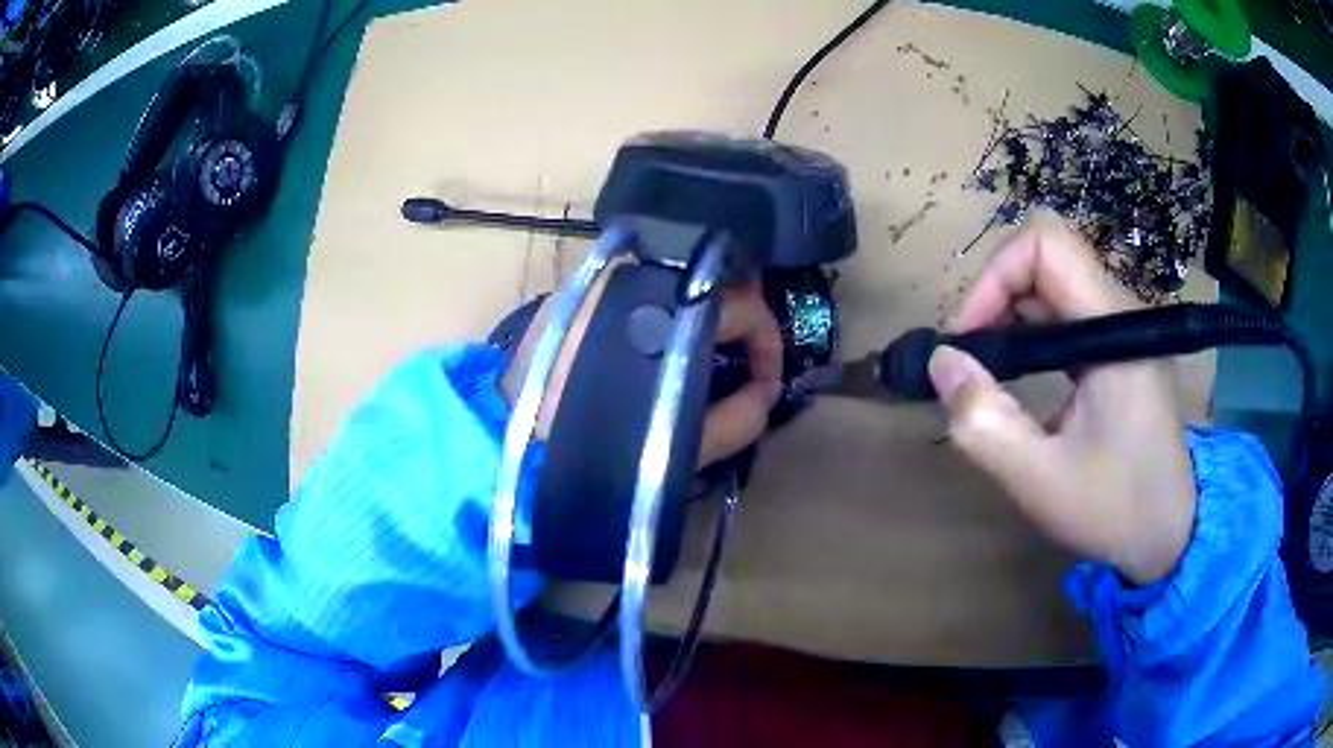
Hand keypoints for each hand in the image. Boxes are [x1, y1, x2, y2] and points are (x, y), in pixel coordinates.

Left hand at [502, 275, 782, 467]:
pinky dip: (664, 315)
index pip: (748, 308)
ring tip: (702, 362)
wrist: (509, 443)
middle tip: (741, 369)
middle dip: (739, 329)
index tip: (765, 387)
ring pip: (678, 285)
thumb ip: (740, 418)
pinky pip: (641, 291)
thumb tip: (765, 394)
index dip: (769, 347)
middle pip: (714, 286)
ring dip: (702, 320)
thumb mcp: (682, 445)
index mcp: (673, 308)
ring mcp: (606, 278)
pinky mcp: (578, 290)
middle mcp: (641, 275)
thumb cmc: (599, 447)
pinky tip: (658, 350)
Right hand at [928, 213, 1196, 584]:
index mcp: (1114, 331)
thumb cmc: (1116, 510)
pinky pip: (1065, 314)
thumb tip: (941, 362)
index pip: (1047, 246)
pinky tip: (1019, 379)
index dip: (996, 276)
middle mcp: (1120, 314)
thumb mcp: (1041, 480)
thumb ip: (985, 423)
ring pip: (1052, 284)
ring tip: (988, 373)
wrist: (1172, 532)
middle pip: (1046, 259)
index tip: (970, 339)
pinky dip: (1030, 334)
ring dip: (1009, 316)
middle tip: (971, 361)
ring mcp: (1121, 330)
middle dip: (996, 298)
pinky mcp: (1117, 349)